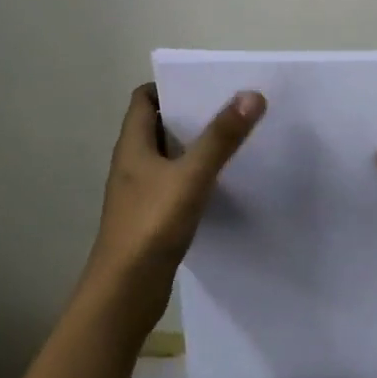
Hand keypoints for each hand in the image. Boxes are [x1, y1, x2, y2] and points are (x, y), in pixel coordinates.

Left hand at [81, 83, 265, 336]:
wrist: (125, 292)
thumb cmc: (151, 225)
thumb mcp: (191, 176)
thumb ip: (221, 137)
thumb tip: (251, 94)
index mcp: (132, 145)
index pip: (144, 99)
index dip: (170, 86)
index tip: (206, 86)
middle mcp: (131, 164)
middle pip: (157, 125)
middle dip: (190, 115)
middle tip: (230, 109)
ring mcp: (139, 192)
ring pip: (168, 157)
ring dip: (194, 147)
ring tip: (233, 141)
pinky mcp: (150, 217)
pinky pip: (174, 185)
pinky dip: (195, 178)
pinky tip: (221, 185)